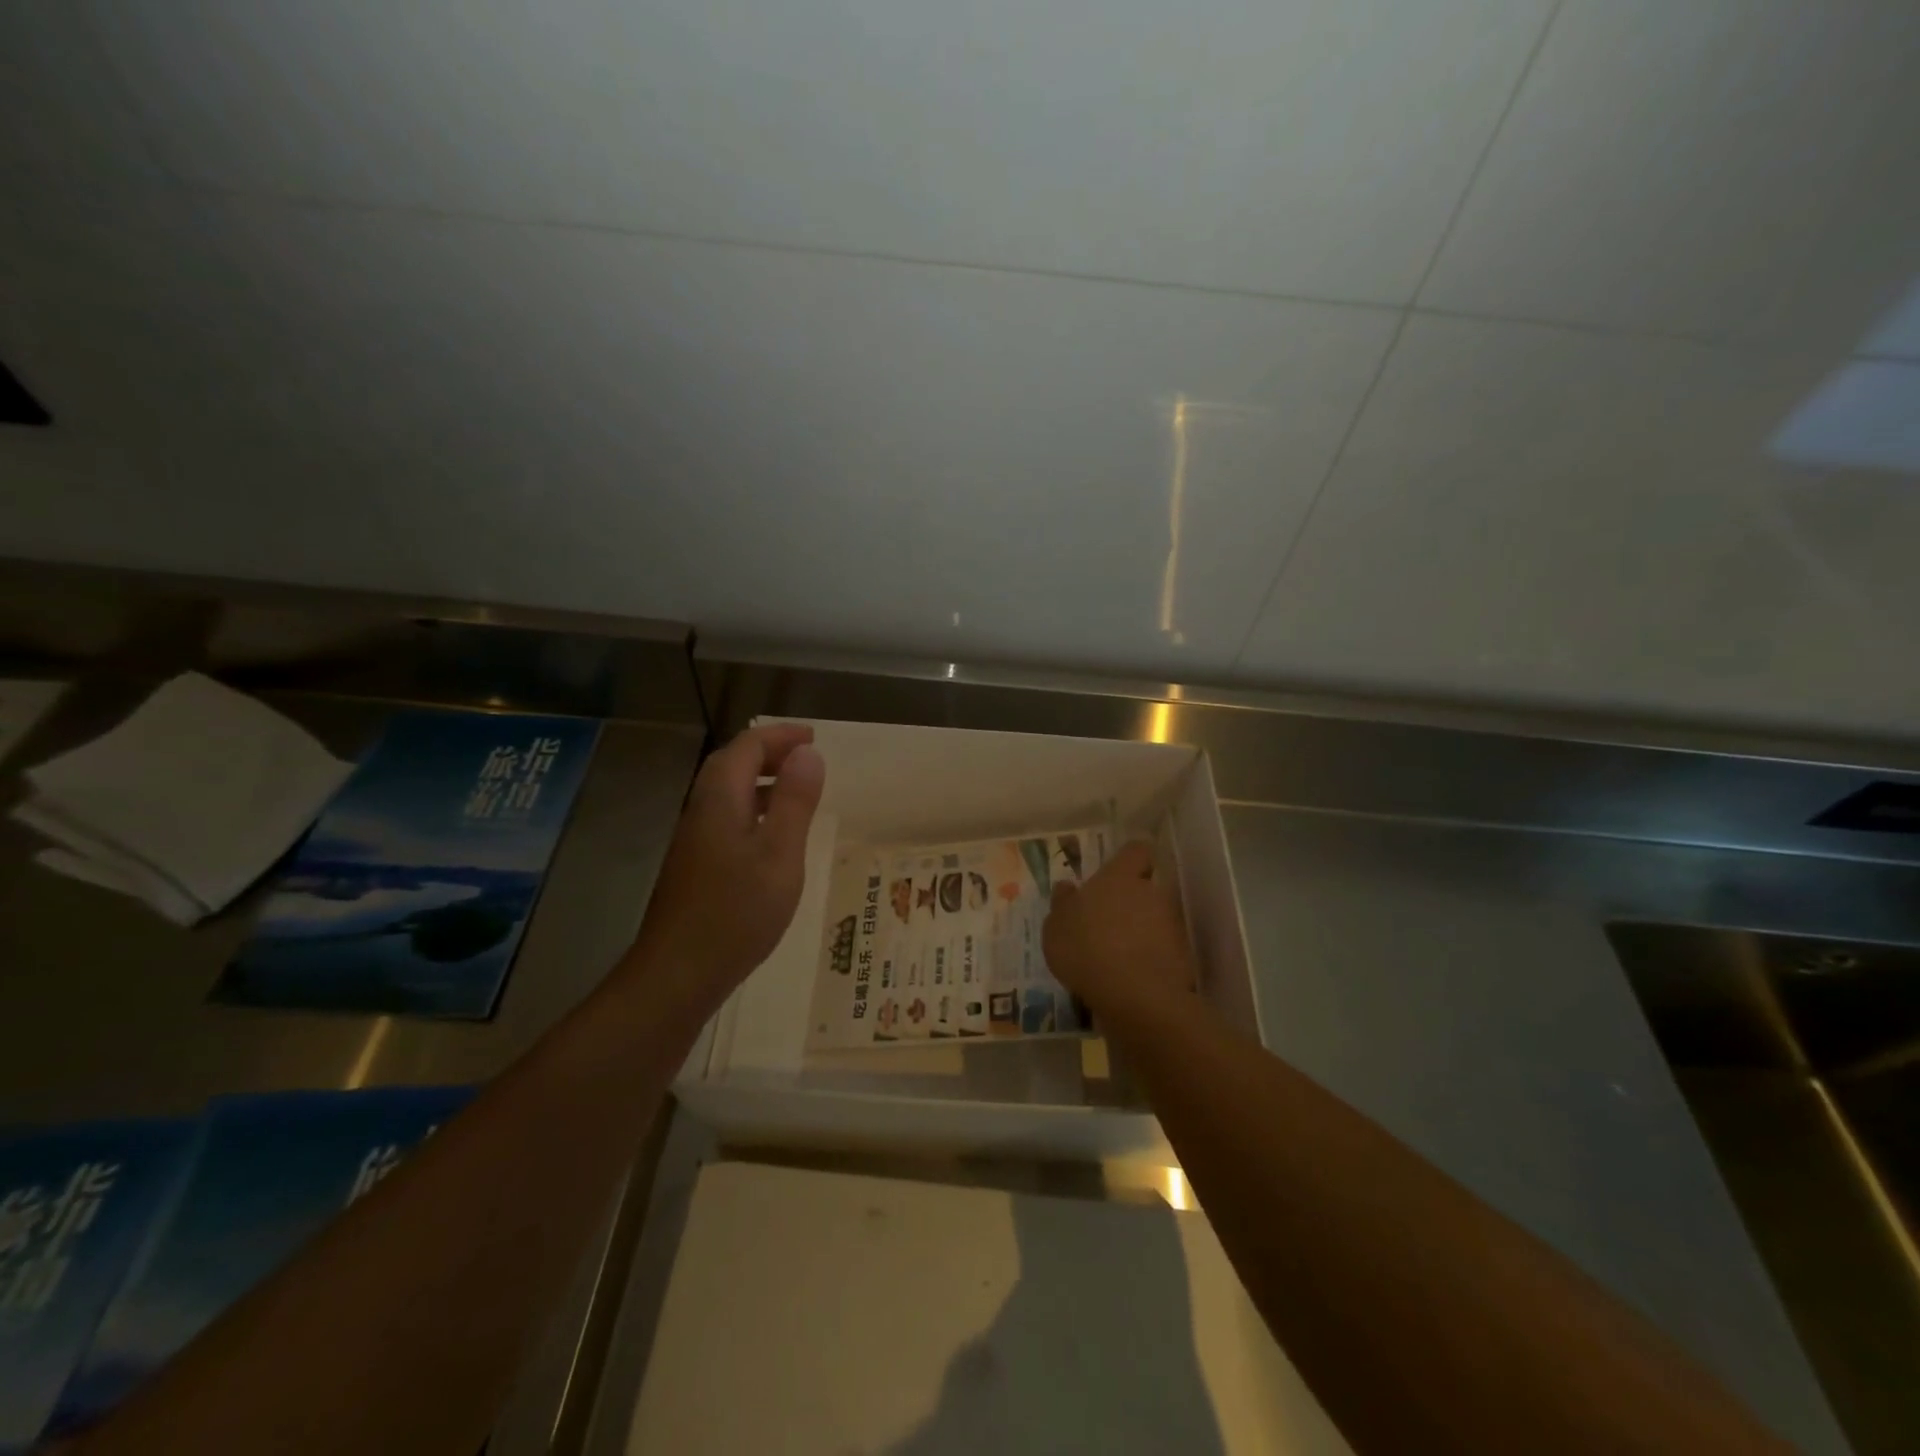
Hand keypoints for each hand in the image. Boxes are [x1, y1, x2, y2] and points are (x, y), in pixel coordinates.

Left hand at [628, 724, 825, 1005]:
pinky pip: (726, 818)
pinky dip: (753, 809)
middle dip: (768, 752)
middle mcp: (701, 811)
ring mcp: (694, 840)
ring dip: (760, 780)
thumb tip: (807, 753)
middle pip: (730, 764)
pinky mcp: (695, 866)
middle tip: (806, 757)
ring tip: (796, 789)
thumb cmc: (736, 911)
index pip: (746, 747)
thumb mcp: (780, 853)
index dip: (779, 735)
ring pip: (727, 793)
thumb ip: (795, 801)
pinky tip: (771, 836)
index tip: (813, 737)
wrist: (676, 974)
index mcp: (720, 799)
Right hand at [1043, 840, 1196, 1033]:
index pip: (1136, 850)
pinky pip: (1166, 949)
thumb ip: (1063, 903)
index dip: (1130, 860)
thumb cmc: (1085, 949)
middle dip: (1133, 902)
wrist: (1134, 995)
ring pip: (1157, 918)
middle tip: (1110, 924)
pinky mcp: (1184, 955)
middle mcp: (1150, 892)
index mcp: (1119, 877)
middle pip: (1147, 887)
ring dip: (1144, 931)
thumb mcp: (1055, 927)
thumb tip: (1067, 887)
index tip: (1118, 874)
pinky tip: (1135, 977)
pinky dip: (1154, 958)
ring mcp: (1171, 923)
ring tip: (1121, 956)